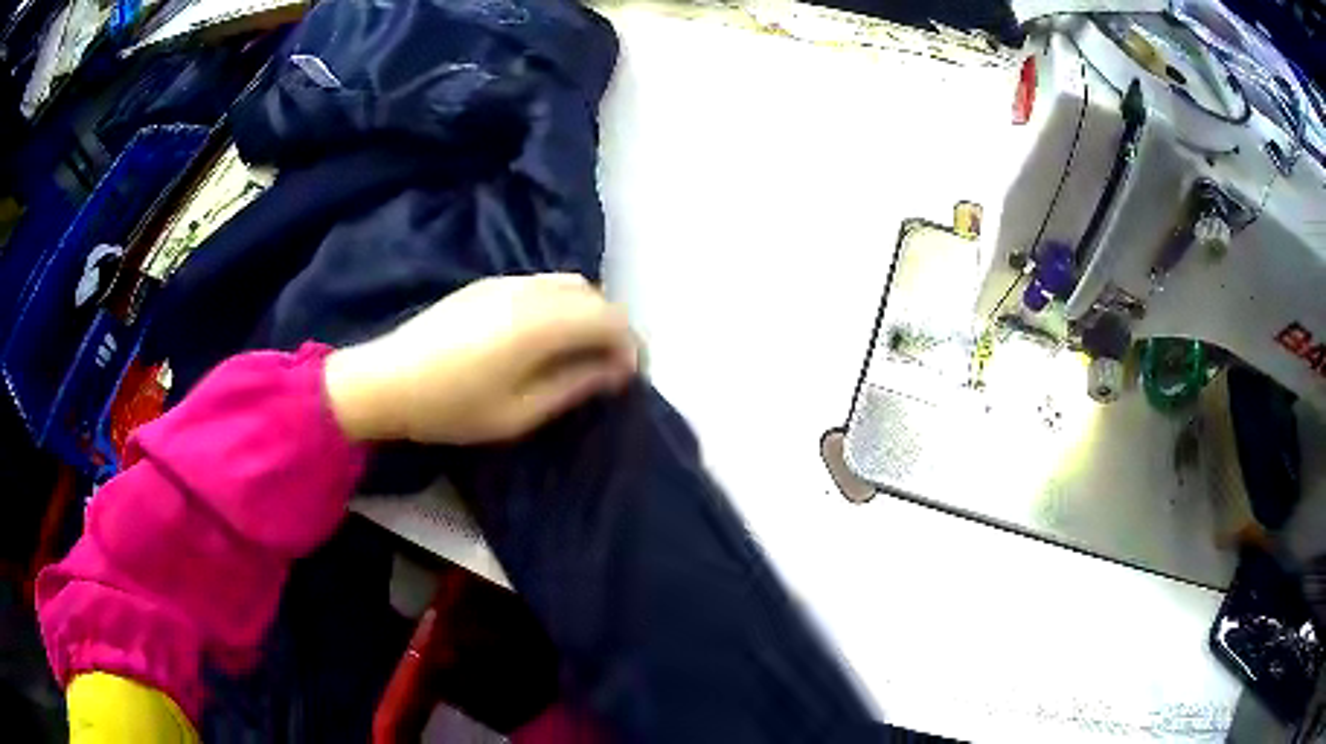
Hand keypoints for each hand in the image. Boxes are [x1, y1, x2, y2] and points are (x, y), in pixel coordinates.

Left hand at [324, 273, 636, 443]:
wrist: (388, 379)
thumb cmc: (453, 407)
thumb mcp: (520, 412)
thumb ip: (575, 386)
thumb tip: (616, 372)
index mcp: (543, 322)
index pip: (610, 319)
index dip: (630, 347)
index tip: (629, 378)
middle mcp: (532, 290)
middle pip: (594, 296)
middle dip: (613, 328)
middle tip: (609, 368)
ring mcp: (508, 282)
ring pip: (569, 285)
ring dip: (588, 314)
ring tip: (581, 353)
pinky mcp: (489, 285)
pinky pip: (544, 285)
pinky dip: (562, 305)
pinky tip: (547, 336)